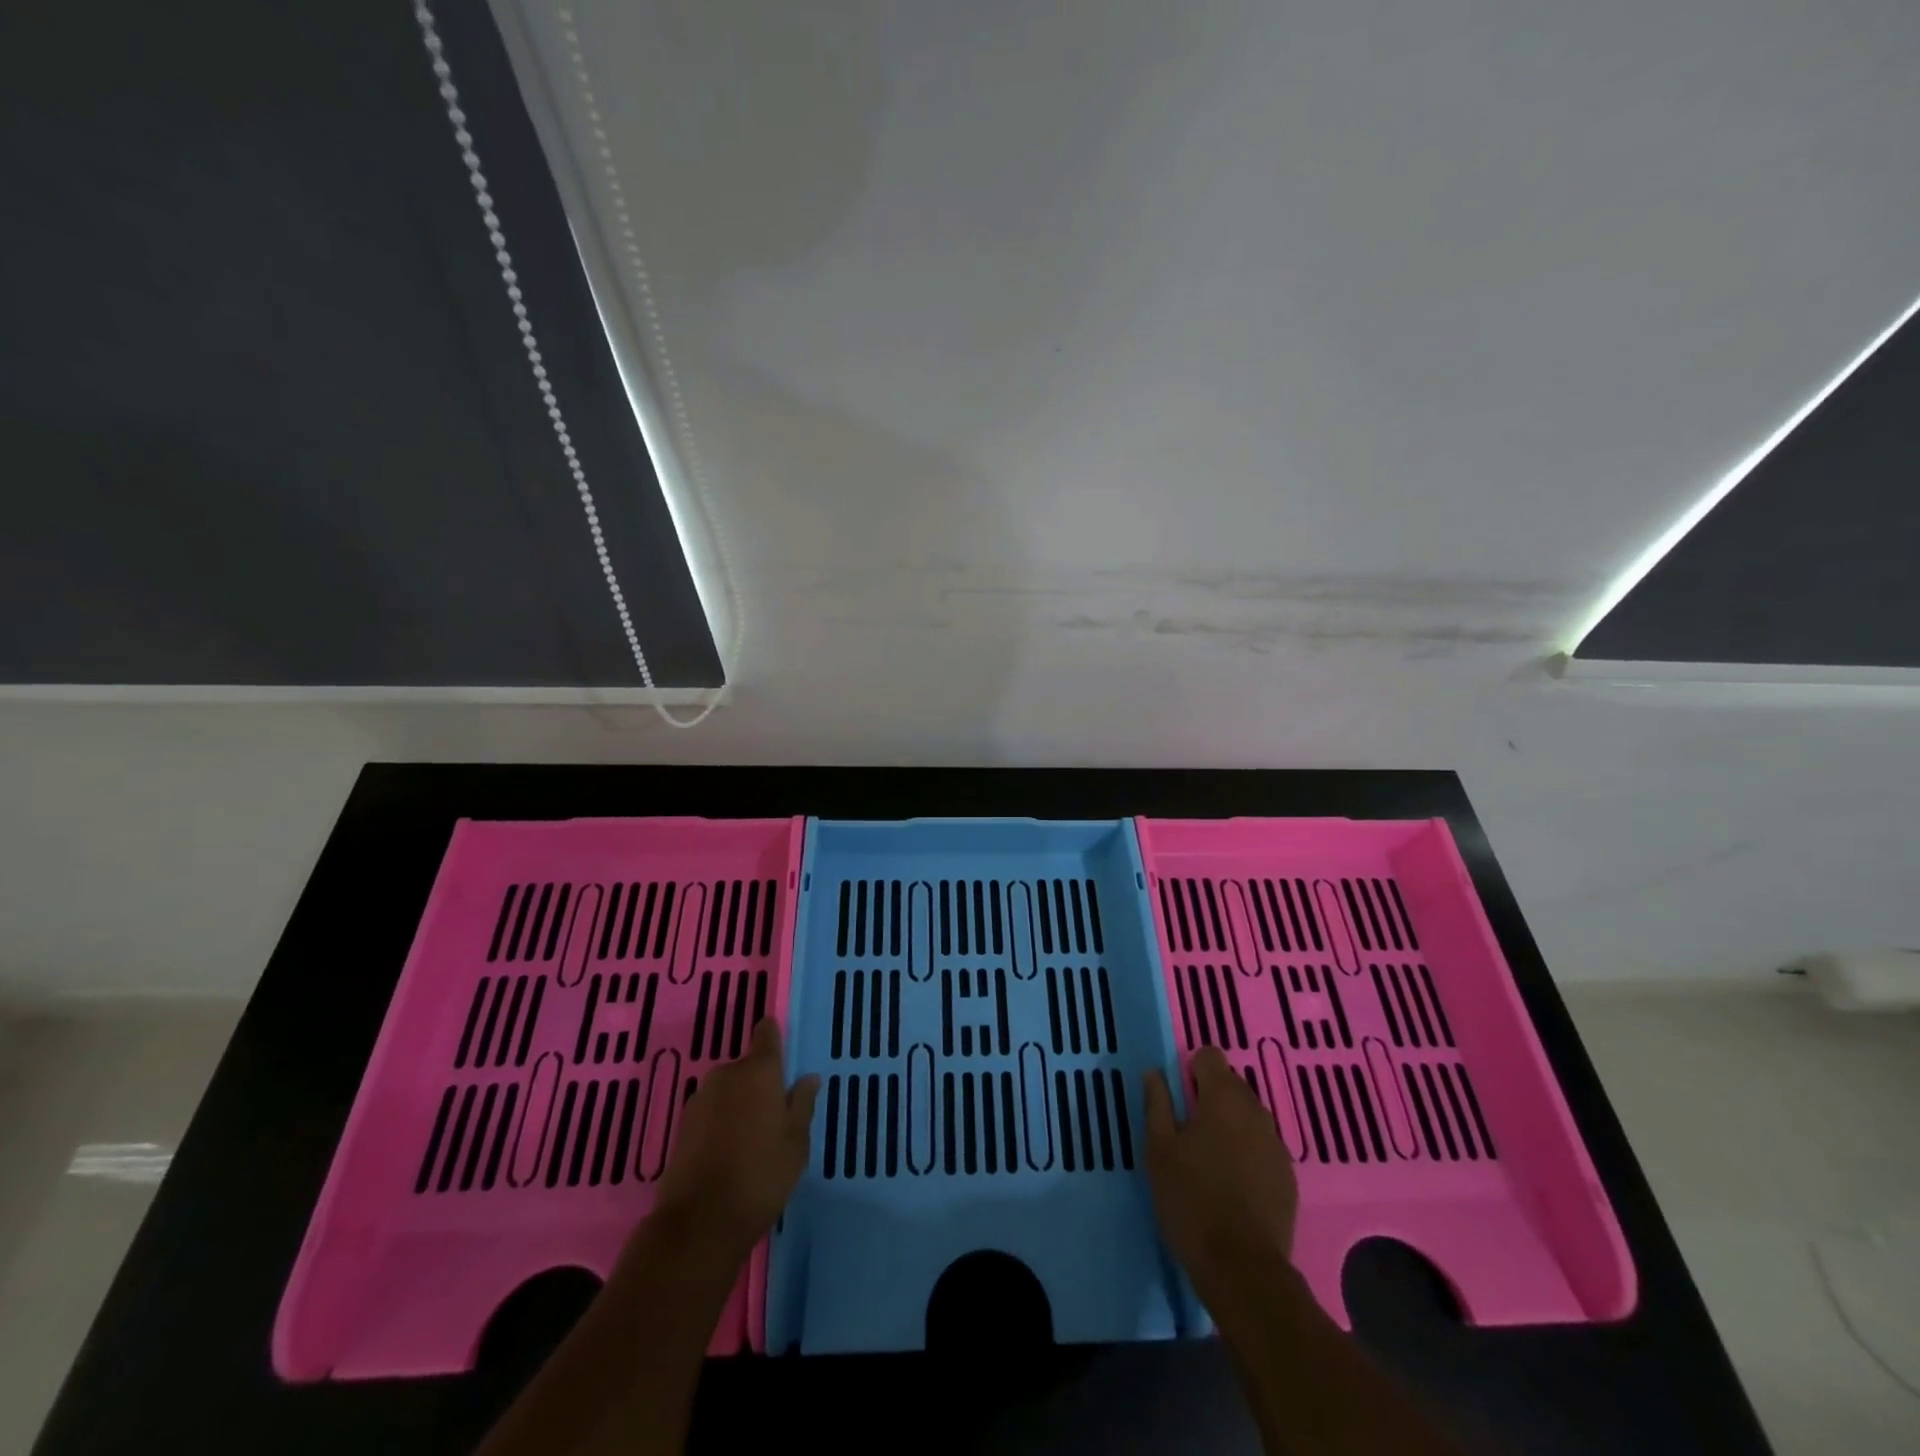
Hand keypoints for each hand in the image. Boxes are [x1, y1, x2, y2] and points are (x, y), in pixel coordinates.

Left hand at [651, 1019, 819, 1261]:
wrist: (699, 1222)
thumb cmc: (760, 1176)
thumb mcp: (796, 1143)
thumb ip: (802, 1104)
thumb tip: (808, 1078)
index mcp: (759, 1071)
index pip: (766, 1033)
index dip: (774, 1037)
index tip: (784, 1055)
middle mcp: (727, 1074)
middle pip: (748, 1066)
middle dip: (761, 1083)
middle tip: (774, 1116)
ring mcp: (700, 1098)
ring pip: (729, 1089)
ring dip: (740, 1103)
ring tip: (752, 1140)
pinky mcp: (682, 1125)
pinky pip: (711, 1111)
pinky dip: (721, 1122)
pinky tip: (728, 1153)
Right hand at [1142, 1046, 1298, 1305]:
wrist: (1243, 1269)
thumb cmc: (1191, 1200)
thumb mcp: (1159, 1150)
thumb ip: (1157, 1104)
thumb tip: (1155, 1072)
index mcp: (1222, 1097)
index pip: (1210, 1055)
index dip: (1191, 1069)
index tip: (1178, 1096)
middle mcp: (1255, 1111)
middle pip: (1231, 1084)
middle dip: (1210, 1097)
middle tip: (1187, 1130)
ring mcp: (1276, 1144)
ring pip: (1248, 1116)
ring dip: (1230, 1124)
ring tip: (1209, 1158)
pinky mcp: (1288, 1176)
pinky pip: (1262, 1146)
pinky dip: (1247, 1152)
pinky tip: (1232, 1183)